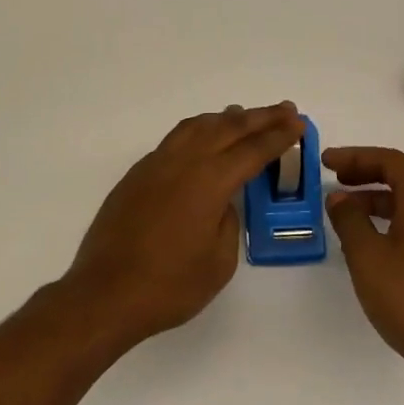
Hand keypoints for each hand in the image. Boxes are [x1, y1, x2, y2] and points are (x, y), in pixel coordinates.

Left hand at [63, 103, 302, 347]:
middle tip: (285, 110)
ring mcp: (157, 163)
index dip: (280, 136)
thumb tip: (224, 200)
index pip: (253, 149)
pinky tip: (204, 136)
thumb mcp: (218, 261)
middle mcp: (184, 161)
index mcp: (210, 181)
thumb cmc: (169, 286)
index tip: (299, 124)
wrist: (105, 294)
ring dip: (227, 117)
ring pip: (198, 125)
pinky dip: (199, 129)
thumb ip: (229, 220)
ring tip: (245, 115)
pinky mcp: (138, 173)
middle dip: (261, 117)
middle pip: (229, 127)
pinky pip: (176, 138)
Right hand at [324, 147, 403, 389]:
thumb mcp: (367, 255)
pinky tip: (368, 236)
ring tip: (346, 207)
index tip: (327, 162)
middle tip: (338, 177)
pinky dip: (390, 214)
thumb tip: (339, 198)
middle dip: (370, 169)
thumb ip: (349, 220)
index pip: (392, 160)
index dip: (357, 156)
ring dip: (378, 193)